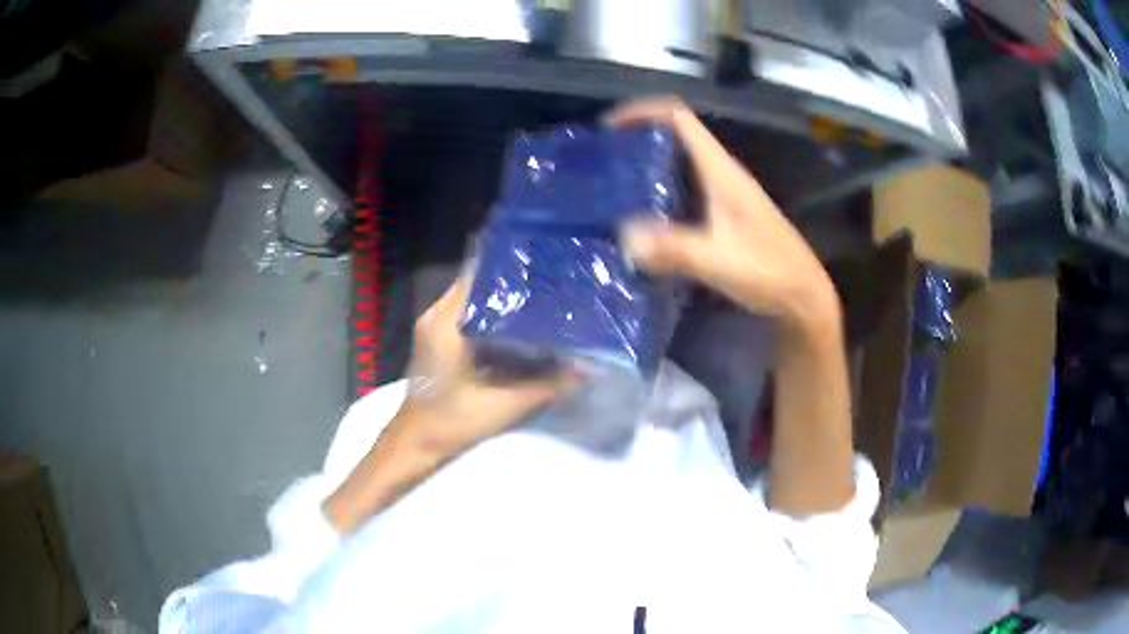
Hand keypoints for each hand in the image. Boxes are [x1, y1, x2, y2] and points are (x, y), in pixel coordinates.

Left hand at [397, 275, 578, 456]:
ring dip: (503, 299)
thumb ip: (548, 385)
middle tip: (552, 285)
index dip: (513, 270)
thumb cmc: (452, 422)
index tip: (546, 269)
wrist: (416, 443)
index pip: (480, 274)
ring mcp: (435, 325)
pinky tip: (520, 325)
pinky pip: (468, 314)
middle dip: (514, 284)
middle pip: (478, 283)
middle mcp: (437, 315)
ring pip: (474, 298)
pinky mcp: (438, 338)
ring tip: (543, 300)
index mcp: (446, 322)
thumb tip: (589, 368)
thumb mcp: (504, 405)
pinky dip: (492, 315)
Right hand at [611, 98, 838, 332]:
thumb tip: (625, 237)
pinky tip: (644, 219)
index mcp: (722, 172)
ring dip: (649, 166)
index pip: (681, 119)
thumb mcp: (720, 262)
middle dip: (640, 139)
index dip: (644, 112)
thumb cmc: (770, 272)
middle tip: (605, 161)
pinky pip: (687, 190)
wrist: (804, 296)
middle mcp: (723, 175)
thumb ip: (675, 250)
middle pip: (677, 137)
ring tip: (614, 186)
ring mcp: (726, 195)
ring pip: (682, 164)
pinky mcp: (726, 215)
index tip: (610, 127)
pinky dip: (661, 193)